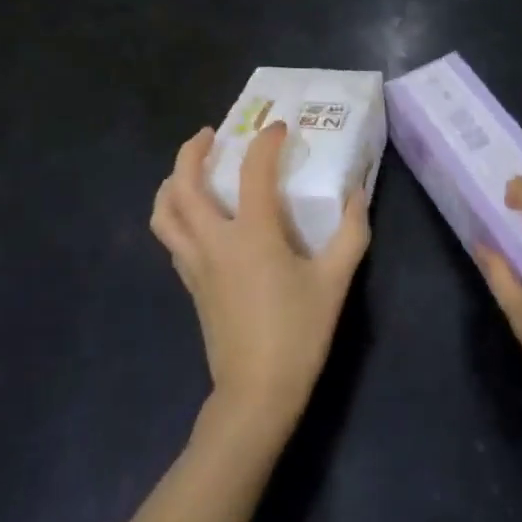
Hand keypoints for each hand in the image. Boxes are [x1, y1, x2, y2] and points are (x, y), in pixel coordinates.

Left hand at [150, 123, 371, 443]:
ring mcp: (195, 264)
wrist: (257, 393)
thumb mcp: (335, 281)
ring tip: (190, 169)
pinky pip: (171, 237)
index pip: (253, 171)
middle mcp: (214, 241)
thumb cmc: (298, 333)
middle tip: (210, 135)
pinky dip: (175, 214)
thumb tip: (357, 194)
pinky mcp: (190, 284)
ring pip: (164, 213)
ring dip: (172, 182)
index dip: (265, 142)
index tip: (278, 128)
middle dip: (191, 151)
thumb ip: (351, 233)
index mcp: (252, 234)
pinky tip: (197, 215)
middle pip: (183, 185)